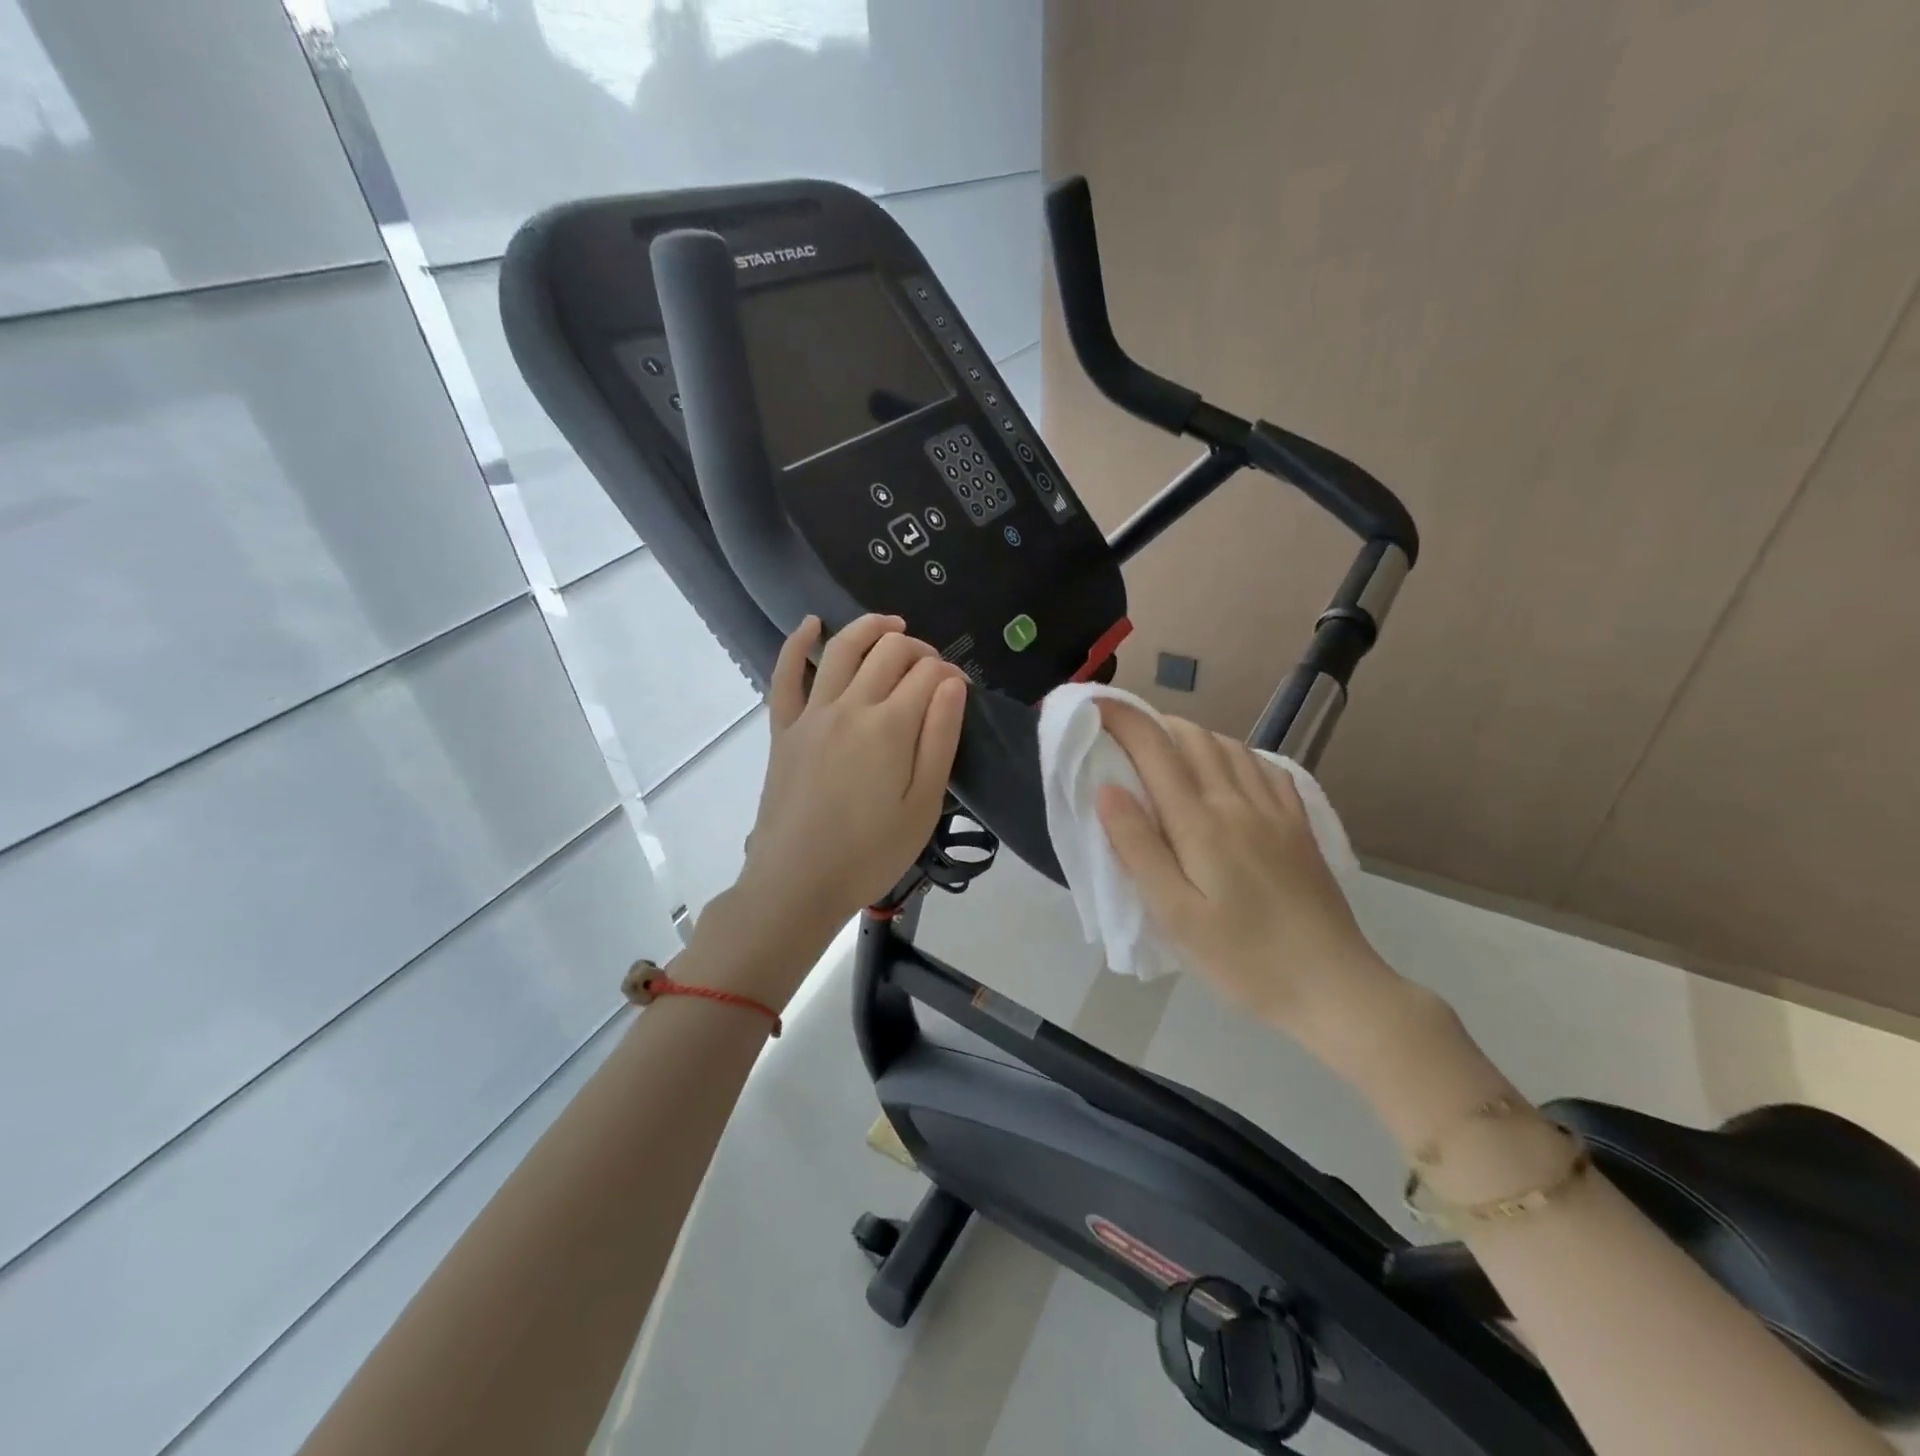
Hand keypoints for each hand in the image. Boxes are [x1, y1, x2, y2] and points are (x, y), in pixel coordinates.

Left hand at [701, 615, 965, 998]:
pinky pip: (784, 674)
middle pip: (889, 652)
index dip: (950, 674)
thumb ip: (940, 738)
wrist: (797, 883)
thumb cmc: (870, 853)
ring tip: (892, 626)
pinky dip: (796, 643)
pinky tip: (811, 624)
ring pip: (842, 649)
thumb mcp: (923, 804)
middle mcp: (850, 706)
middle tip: (932, 670)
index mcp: (891, 726)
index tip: (959, 692)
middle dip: (919, 649)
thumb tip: (953, 683)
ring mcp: (811, 713)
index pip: (929, 674)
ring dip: (871, 628)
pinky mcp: (783, 728)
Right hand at [1093, 700, 1404, 1046]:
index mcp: (1201, 824)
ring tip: (1166, 749)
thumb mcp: (1175, 915)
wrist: (1333, 988)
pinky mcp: (1299, 826)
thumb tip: (1107, 789)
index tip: (1094, 703)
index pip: (1155, 750)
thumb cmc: (1242, 959)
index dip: (1122, 718)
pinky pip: (1265, 768)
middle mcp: (1238, 803)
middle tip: (1122, 733)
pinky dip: (1235, 754)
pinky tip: (1227, 770)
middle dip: (1154, 722)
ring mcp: (1276, 811)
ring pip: (1229, 747)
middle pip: (1193, 738)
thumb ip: (1139, 848)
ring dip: (1191, 735)